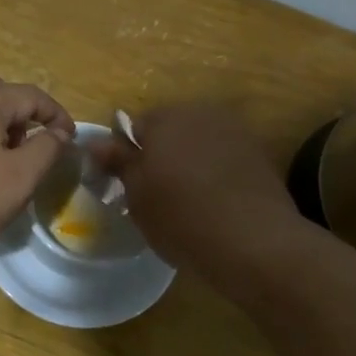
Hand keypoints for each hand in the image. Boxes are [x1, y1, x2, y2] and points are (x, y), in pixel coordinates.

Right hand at [92, 104, 299, 275]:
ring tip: (186, 202)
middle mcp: (201, 114)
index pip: (132, 128)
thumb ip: (117, 162)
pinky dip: (215, 174)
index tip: (127, 186)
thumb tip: (96, 142)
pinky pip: (224, 159)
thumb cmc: (181, 216)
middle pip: (168, 131)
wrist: (254, 242)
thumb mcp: (136, 194)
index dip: (126, 156)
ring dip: (189, 163)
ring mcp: (235, 132)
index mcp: (165, 117)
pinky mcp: (259, 155)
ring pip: (198, 144)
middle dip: (160, 155)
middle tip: (155, 195)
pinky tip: (215, 204)